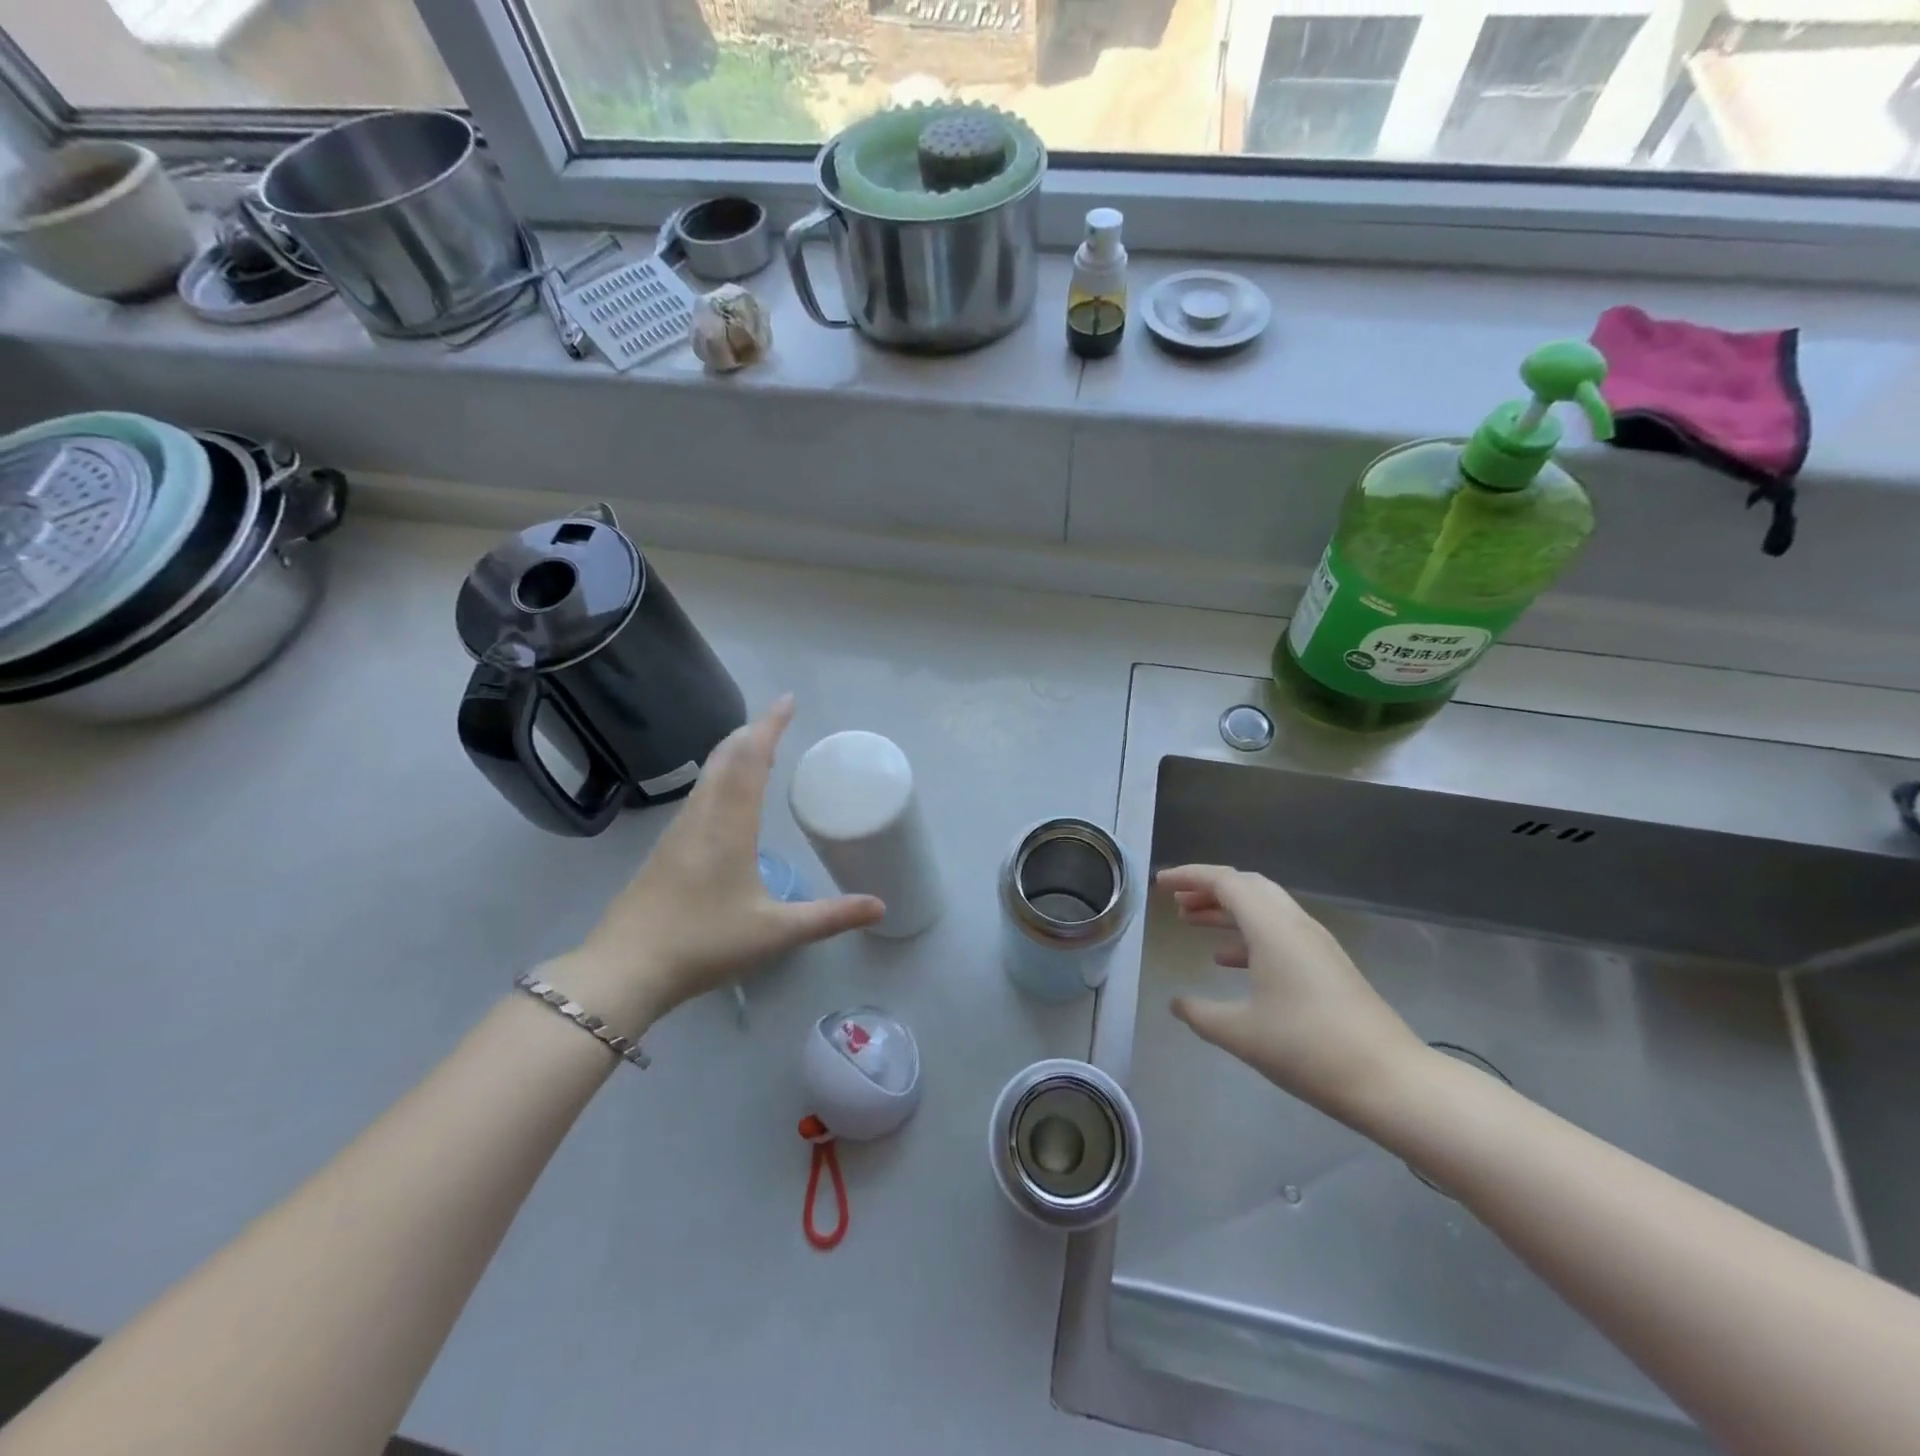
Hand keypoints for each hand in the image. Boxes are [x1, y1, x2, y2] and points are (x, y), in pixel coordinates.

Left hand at [547, 696, 883, 1033]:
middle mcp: (702, 817)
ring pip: (708, 775)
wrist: (624, 969)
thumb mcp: (776, 932)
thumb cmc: (703, 943)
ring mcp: (678, 832)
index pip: (751, 760)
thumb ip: (829, 917)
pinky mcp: (665, 850)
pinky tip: (726, 797)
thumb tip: (880, 906)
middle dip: (752, 732)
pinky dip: (719, 777)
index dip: (770, 726)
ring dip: (733, 752)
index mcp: (730, 825)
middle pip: (725, 758)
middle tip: (777, 719)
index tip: (787, 700)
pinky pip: (699, 795)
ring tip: (757, 747)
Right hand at [1160, 865, 1428, 1124]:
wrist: (1389, 1080)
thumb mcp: (1240, 1033)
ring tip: (1191, 922)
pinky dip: (1247, 935)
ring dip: (1226, 910)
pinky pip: (1278, 932)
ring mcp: (1315, 944)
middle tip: (1175, 900)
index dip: (1189, 876)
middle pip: (1246, 886)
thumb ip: (1200, 1014)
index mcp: (1271, 927)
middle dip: (1207, 888)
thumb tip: (1176, 1003)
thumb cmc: (1307, 1048)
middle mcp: (1294, 924)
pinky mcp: (1327, 965)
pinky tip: (1227, 961)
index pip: (1225, 881)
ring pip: (1263, 909)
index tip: (1160, 883)